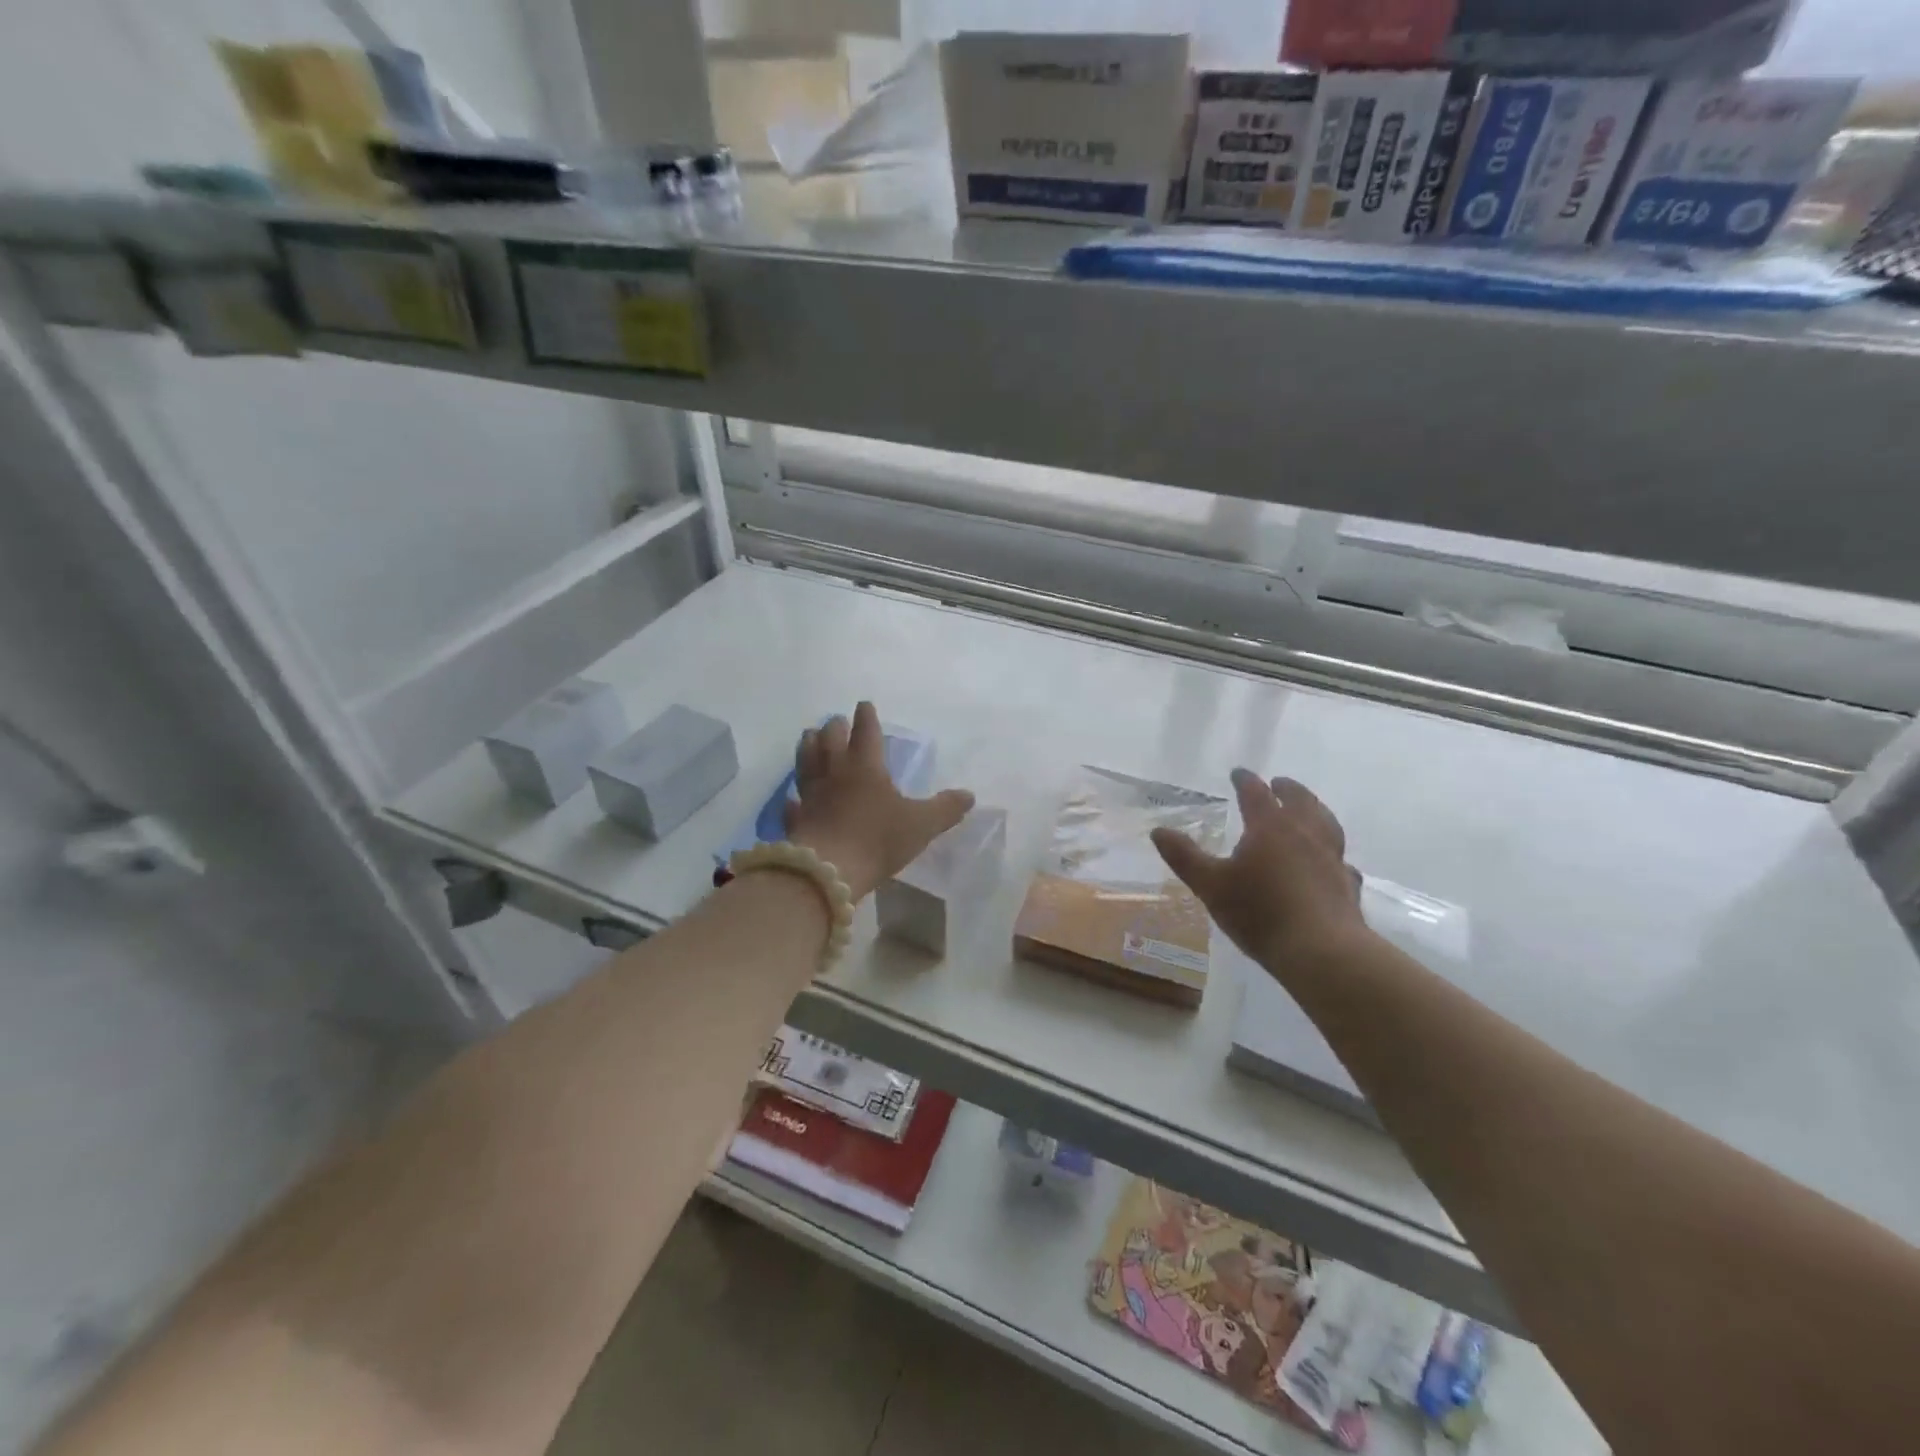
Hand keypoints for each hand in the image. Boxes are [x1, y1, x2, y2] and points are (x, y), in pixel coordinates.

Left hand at [783, 702, 975, 900]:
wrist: (829, 870)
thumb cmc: (877, 839)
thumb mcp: (922, 824)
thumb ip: (945, 809)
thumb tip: (968, 795)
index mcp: (865, 766)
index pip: (865, 732)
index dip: (866, 717)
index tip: (863, 705)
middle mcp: (835, 773)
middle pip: (830, 740)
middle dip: (834, 727)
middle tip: (836, 720)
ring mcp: (811, 795)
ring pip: (806, 761)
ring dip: (808, 746)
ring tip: (809, 737)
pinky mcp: (796, 820)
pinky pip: (793, 804)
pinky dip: (794, 798)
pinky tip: (793, 798)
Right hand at [1150, 769, 1367, 971]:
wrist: (1321, 951)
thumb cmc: (1260, 912)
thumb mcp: (1210, 885)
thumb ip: (1184, 857)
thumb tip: (1158, 830)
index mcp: (1270, 826)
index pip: (1256, 793)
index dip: (1245, 780)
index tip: (1238, 773)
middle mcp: (1305, 833)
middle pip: (1299, 800)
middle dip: (1287, 789)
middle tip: (1278, 783)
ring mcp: (1331, 858)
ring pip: (1326, 823)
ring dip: (1315, 810)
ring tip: (1309, 810)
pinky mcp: (1346, 884)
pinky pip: (1340, 859)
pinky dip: (1332, 853)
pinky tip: (1330, 862)